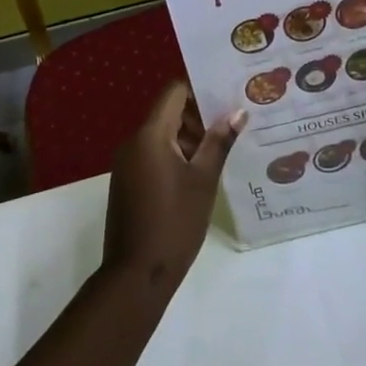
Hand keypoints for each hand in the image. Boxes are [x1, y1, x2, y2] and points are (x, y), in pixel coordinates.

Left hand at [102, 83, 243, 294]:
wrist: (136, 274)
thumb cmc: (174, 222)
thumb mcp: (203, 180)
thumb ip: (219, 142)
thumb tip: (237, 112)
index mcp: (150, 135)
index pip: (174, 92)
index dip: (200, 90)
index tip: (227, 99)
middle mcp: (133, 142)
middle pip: (168, 113)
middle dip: (199, 118)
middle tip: (232, 128)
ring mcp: (127, 163)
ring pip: (162, 136)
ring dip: (189, 140)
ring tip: (221, 153)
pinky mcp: (127, 182)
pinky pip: (153, 155)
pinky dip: (175, 156)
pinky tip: (199, 175)